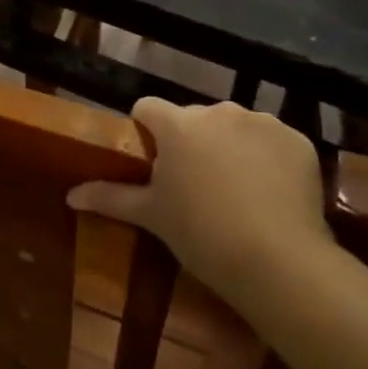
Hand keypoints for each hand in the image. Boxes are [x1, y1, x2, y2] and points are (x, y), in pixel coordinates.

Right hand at [69, 98, 329, 304]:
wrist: (277, 261)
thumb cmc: (201, 235)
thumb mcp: (151, 216)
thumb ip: (110, 197)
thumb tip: (70, 195)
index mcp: (177, 125)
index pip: (147, 107)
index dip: (146, 131)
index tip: (152, 161)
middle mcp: (218, 111)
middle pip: (194, 118)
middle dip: (191, 142)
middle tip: (196, 185)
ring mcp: (261, 121)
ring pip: (235, 126)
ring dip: (230, 146)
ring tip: (237, 191)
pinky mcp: (296, 138)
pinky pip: (272, 140)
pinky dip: (267, 158)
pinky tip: (270, 192)